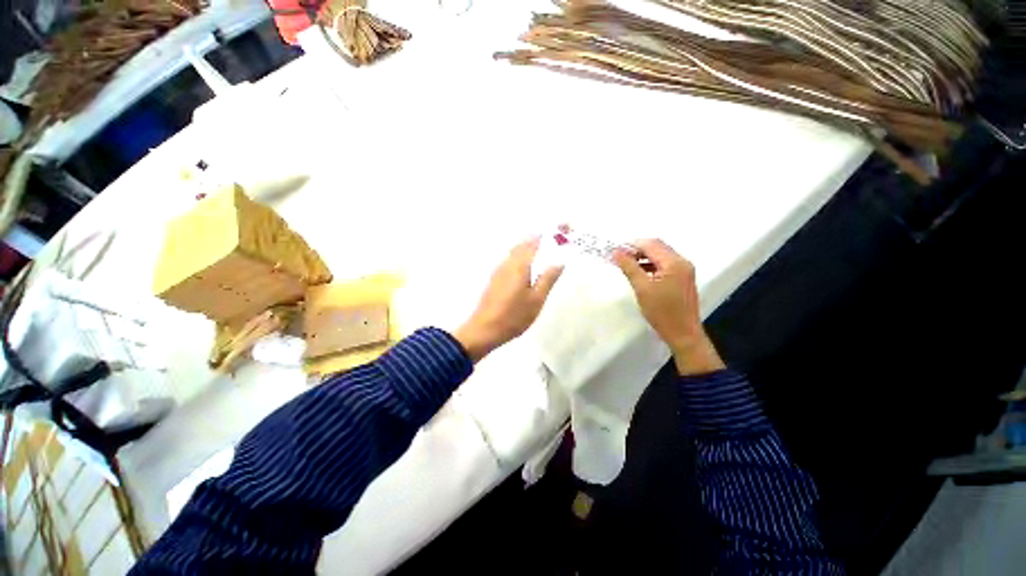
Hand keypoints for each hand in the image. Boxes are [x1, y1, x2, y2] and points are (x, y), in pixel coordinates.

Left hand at [455, 237, 562, 361]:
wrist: (484, 329)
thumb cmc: (513, 316)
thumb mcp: (536, 300)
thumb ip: (547, 279)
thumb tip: (559, 262)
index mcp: (519, 265)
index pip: (534, 243)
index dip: (547, 234)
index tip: (560, 228)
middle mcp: (508, 263)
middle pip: (523, 244)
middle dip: (538, 237)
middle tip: (554, 236)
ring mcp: (499, 270)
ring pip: (515, 251)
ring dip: (528, 245)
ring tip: (543, 245)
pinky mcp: (495, 279)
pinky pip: (510, 259)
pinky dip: (521, 254)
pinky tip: (526, 262)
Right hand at [613, 239, 724, 375]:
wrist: (683, 333)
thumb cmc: (662, 312)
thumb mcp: (642, 288)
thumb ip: (629, 267)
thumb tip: (617, 252)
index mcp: (674, 263)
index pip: (651, 244)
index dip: (632, 244)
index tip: (615, 250)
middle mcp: (682, 262)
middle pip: (657, 246)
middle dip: (637, 249)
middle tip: (619, 257)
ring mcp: (684, 270)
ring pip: (660, 255)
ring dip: (643, 256)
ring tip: (626, 264)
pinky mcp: (682, 278)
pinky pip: (664, 264)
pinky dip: (650, 264)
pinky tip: (639, 272)